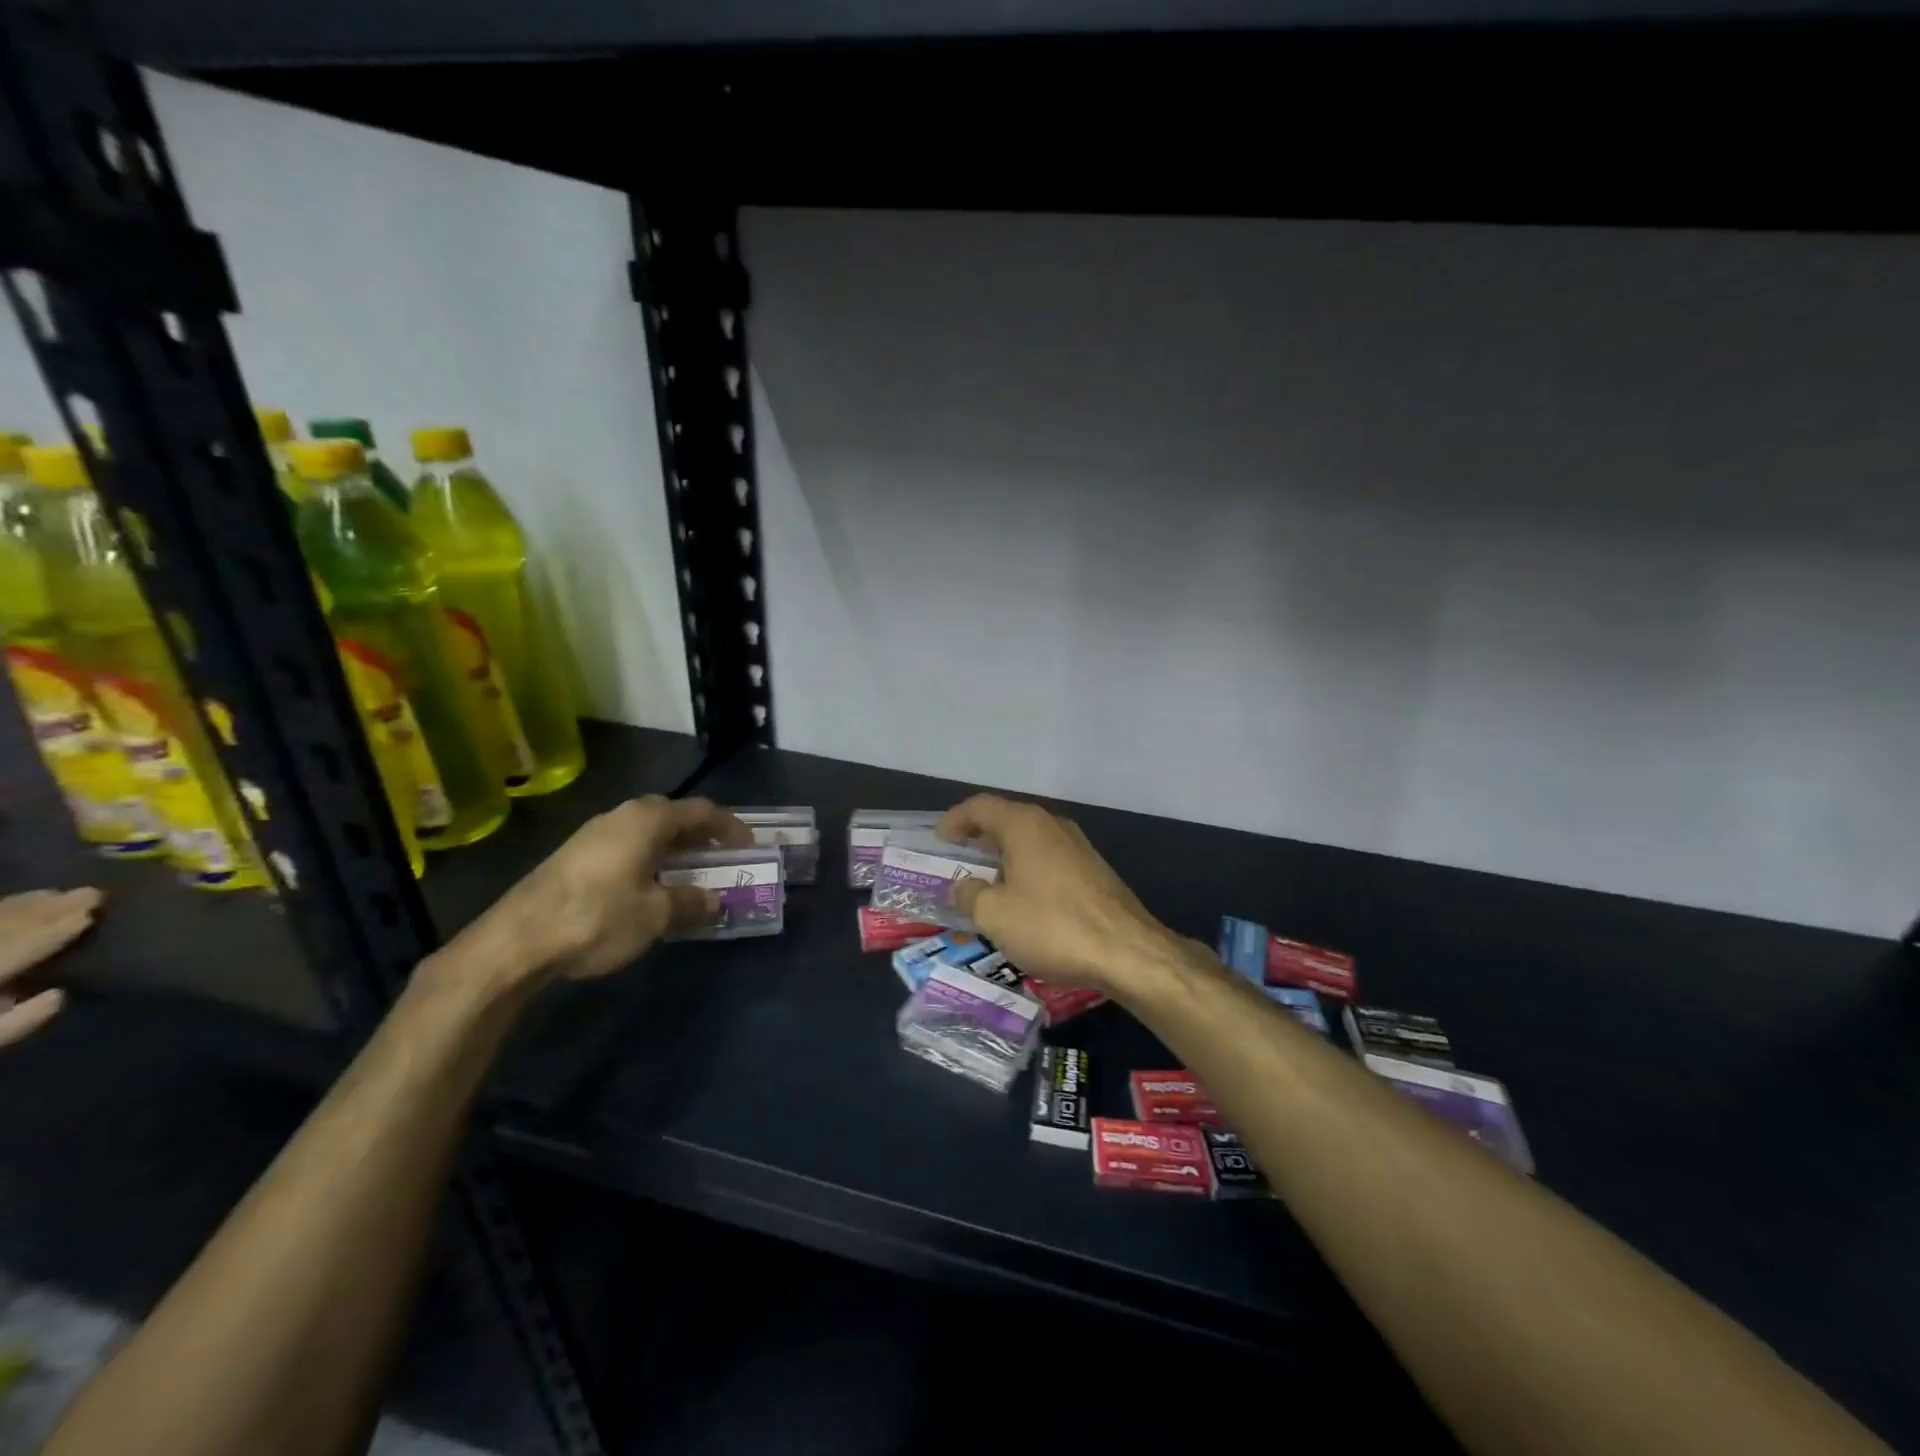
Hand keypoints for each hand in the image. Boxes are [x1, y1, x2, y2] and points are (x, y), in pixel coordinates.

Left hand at [0, 886, 101, 1044]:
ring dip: (23, 906)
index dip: (58, 928)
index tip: (94, 909)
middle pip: (3, 928)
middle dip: (47, 909)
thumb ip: (15, 1024)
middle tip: (90, 892)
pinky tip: (17, 903)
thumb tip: (58, 994)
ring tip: (57, 894)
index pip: (20, 946)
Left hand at [455, 796, 750, 987]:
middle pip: (674, 817)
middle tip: (723, 860)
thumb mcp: (657, 914)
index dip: (730, 828)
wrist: (516, 942)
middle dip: (702, 838)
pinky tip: (650, 890)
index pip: (703, 811)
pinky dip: (649, 861)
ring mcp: (593, 834)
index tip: (750, 848)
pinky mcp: (574, 857)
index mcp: (648, 819)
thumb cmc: (599, 917)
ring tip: (691, 877)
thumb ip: (692, 902)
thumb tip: (715, 900)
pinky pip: (627, 848)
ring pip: (648, 834)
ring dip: (674, 851)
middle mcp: (622, 816)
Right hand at [940, 794, 1184, 998]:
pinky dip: (1027, 871)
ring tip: (985, 882)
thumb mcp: (995, 914)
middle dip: (979, 838)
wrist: (1128, 952)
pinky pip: (1048, 860)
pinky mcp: (1094, 871)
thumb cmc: (1052, 925)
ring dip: (1004, 856)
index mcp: (1024, 825)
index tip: (939, 841)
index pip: (980, 807)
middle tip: (957, 860)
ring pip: (1030, 841)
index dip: (955, 820)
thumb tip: (963, 887)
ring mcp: (1078, 847)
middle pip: (1007, 819)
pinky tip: (1022, 900)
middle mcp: (1052, 825)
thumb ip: (969, 895)